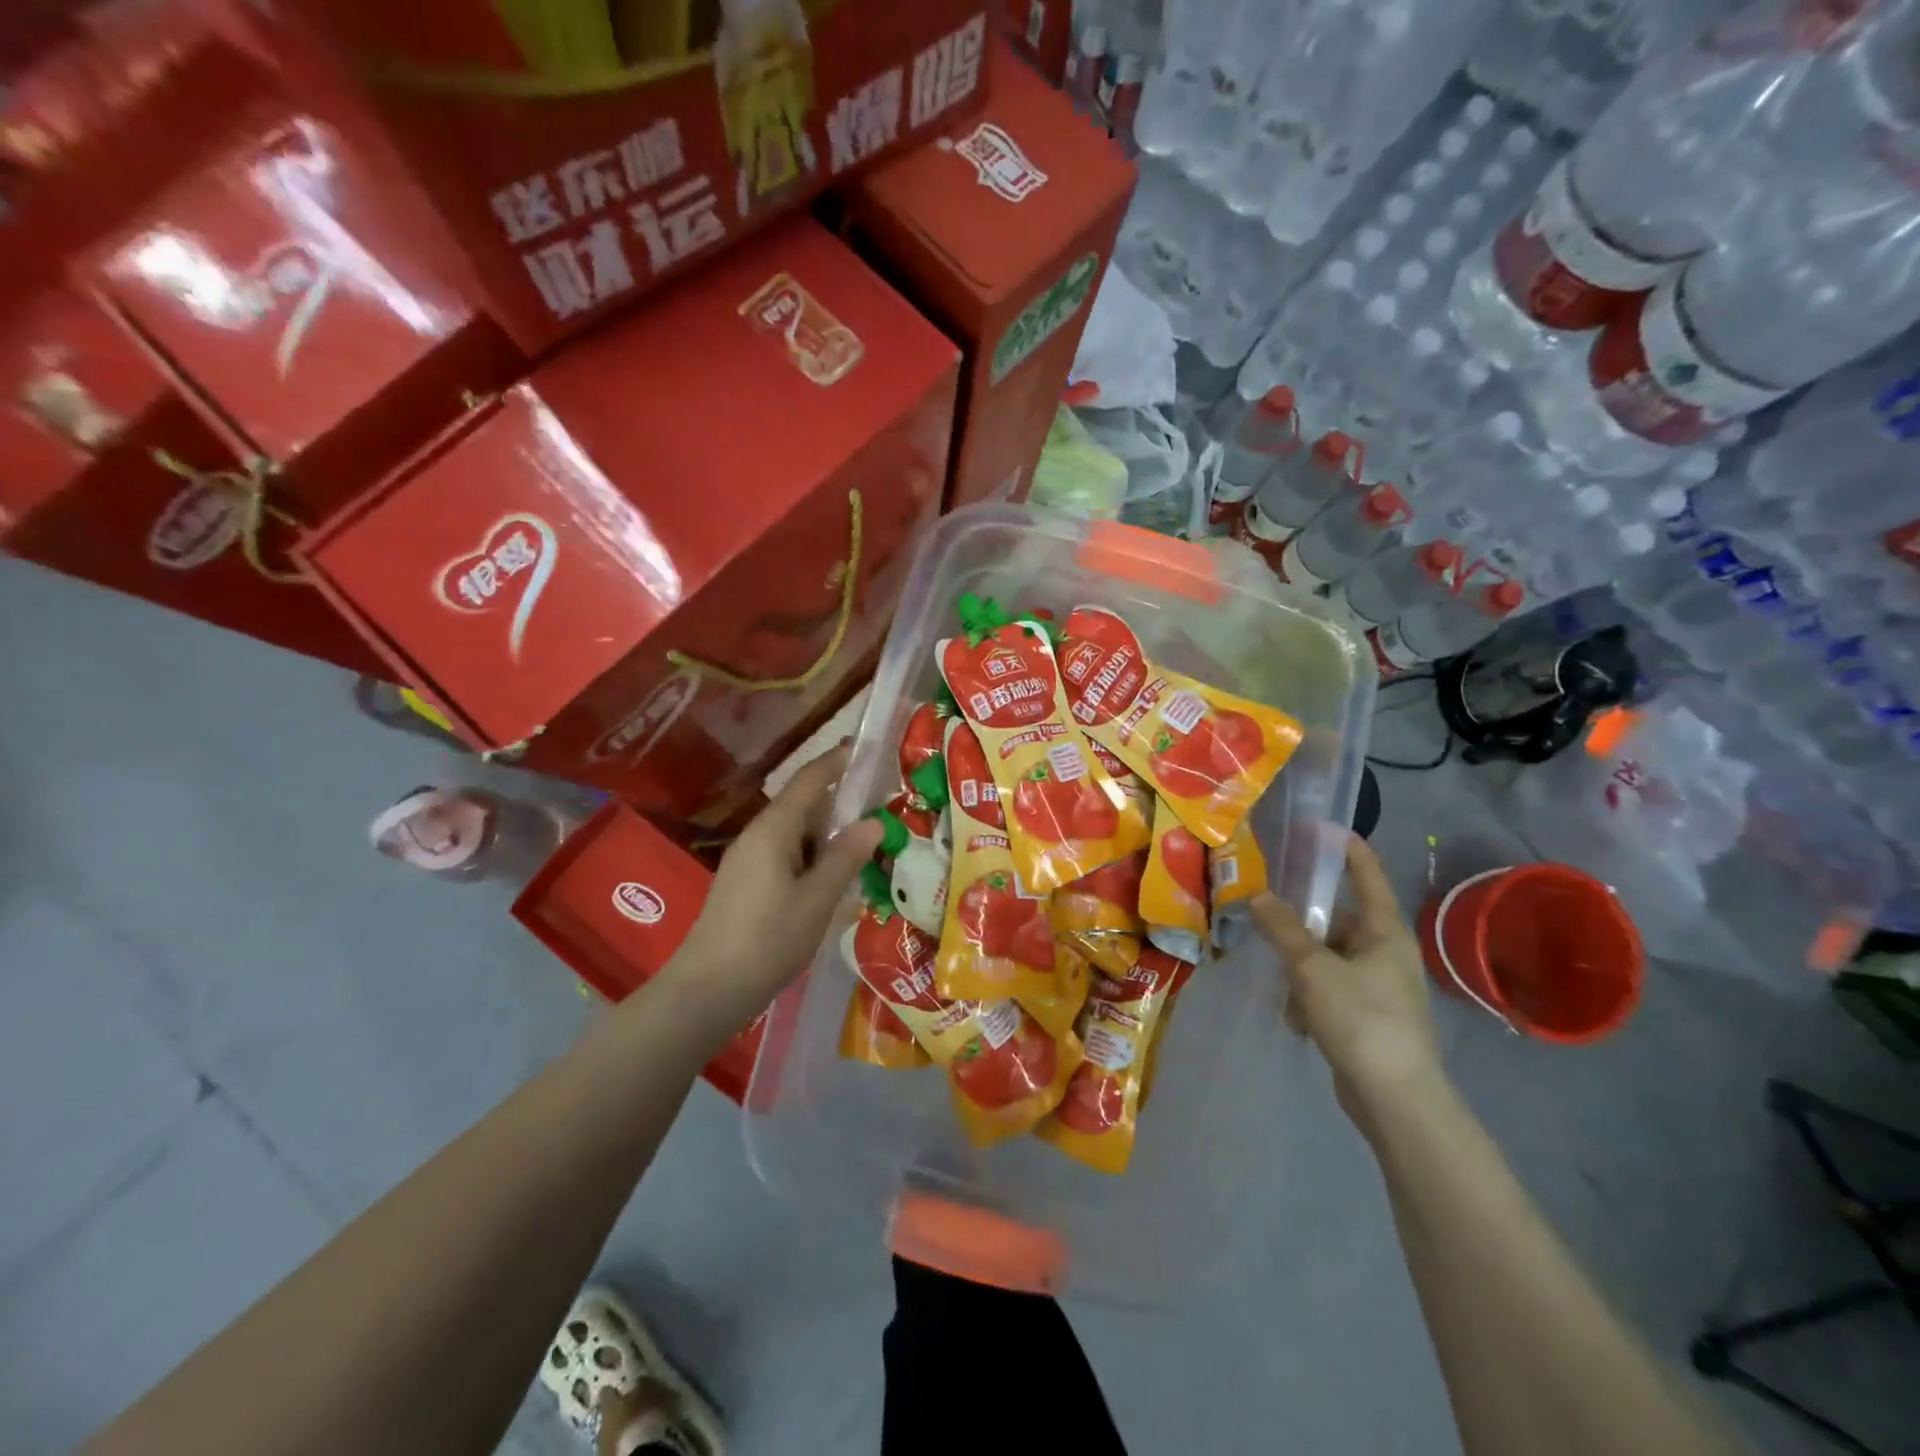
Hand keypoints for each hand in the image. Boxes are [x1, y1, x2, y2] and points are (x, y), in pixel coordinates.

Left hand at [660, 746, 883, 1042]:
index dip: (838, 761)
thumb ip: (846, 857)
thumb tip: (874, 821)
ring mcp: (749, 860)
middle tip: (883, 813)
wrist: (708, 989)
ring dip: (829, 838)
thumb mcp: (817, 899)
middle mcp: (758, 835)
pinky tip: (834, 882)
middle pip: (804, 806)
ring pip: (797, 835)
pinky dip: (813, 859)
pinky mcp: (746, 884)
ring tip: (867, 850)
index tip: (867, 749)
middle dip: (842, 806)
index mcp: (774, 829)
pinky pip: (787, 857)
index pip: (810, 780)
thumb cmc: (767, 938)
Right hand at [1250, 835, 1443, 1128]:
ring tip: (1281, 981)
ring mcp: (1379, 987)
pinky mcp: (1367, 1017)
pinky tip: (1296, 1017)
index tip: (1317, 827)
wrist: (1396, 1099)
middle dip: (1303, 921)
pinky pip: (1329, 989)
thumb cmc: (1361, 1019)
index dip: (1344, 848)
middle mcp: (1386, 952)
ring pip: (1328, 957)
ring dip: (1301, 966)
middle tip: (1266, 912)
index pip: (1366, 874)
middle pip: (1338, 919)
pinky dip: (1309, 996)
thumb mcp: (1313, 968)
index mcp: (1384, 931)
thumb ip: (1283, 929)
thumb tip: (1259, 896)